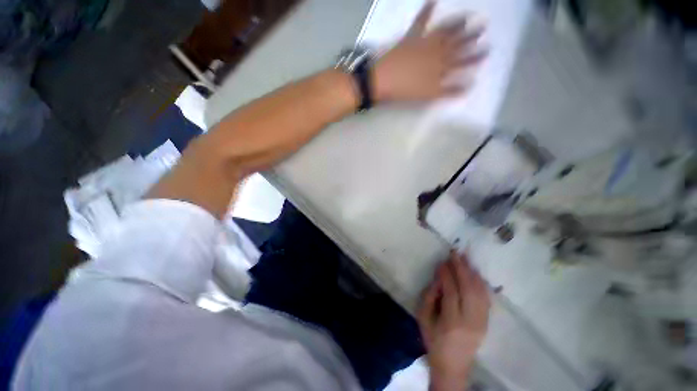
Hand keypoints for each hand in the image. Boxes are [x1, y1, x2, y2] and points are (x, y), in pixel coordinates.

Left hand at [373, 1, 486, 102]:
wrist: (382, 80)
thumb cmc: (405, 91)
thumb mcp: (429, 94)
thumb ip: (449, 90)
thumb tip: (469, 85)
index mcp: (440, 66)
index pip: (461, 60)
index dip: (475, 56)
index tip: (488, 49)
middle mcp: (435, 51)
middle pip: (455, 43)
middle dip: (470, 36)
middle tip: (483, 26)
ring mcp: (423, 42)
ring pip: (443, 31)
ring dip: (456, 23)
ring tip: (467, 16)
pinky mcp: (410, 38)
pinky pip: (420, 22)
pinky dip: (426, 10)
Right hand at [417, 252, 490, 390]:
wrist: (453, 367)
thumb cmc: (433, 341)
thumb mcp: (423, 318)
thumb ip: (429, 296)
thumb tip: (439, 278)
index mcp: (451, 321)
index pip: (451, 291)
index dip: (446, 274)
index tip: (442, 261)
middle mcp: (470, 320)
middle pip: (468, 289)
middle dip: (461, 268)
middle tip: (455, 253)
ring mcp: (481, 322)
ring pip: (480, 292)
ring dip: (472, 273)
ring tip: (466, 258)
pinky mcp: (486, 323)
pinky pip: (486, 299)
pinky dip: (481, 283)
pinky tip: (476, 273)